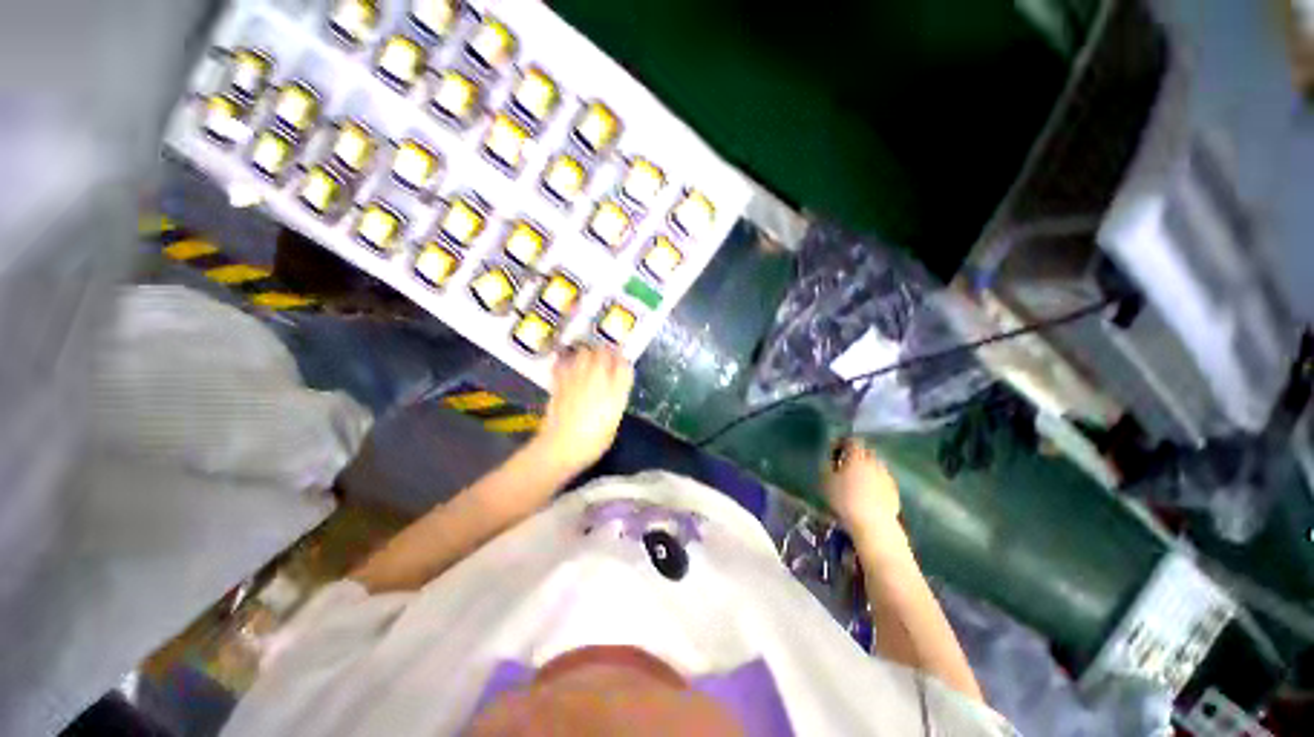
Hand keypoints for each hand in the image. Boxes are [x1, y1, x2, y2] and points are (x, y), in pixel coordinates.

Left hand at [535, 344, 633, 473]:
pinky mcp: (560, 382)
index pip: (624, 366)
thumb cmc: (591, 443)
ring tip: (588, 357)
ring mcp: (577, 379)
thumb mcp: (612, 425)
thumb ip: (614, 402)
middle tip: (607, 355)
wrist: (561, 447)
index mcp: (615, 392)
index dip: (625, 360)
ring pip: (584, 353)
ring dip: (588, 353)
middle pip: (604, 353)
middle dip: (607, 352)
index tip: (624, 360)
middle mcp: (598, 380)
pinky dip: (566, 361)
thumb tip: (613, 392)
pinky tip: (566, 363)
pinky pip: (563, 363)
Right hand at [824, 438, 901, 535]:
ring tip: (857, 480)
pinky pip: (882, 480)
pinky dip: (875, 482)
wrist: (873, 525)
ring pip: (876, 466)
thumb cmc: (845, 500)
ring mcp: (886, 477)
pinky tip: (868, 493)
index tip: (835, 450)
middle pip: (866, 452)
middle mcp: (874, 463)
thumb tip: (831, 460)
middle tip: (846, 465)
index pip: (852, 441)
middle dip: (856, 455)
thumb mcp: (827, 481)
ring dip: (867, 469)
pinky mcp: (894, 491)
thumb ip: (828, 466)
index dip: (843, 443)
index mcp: (857, 457)